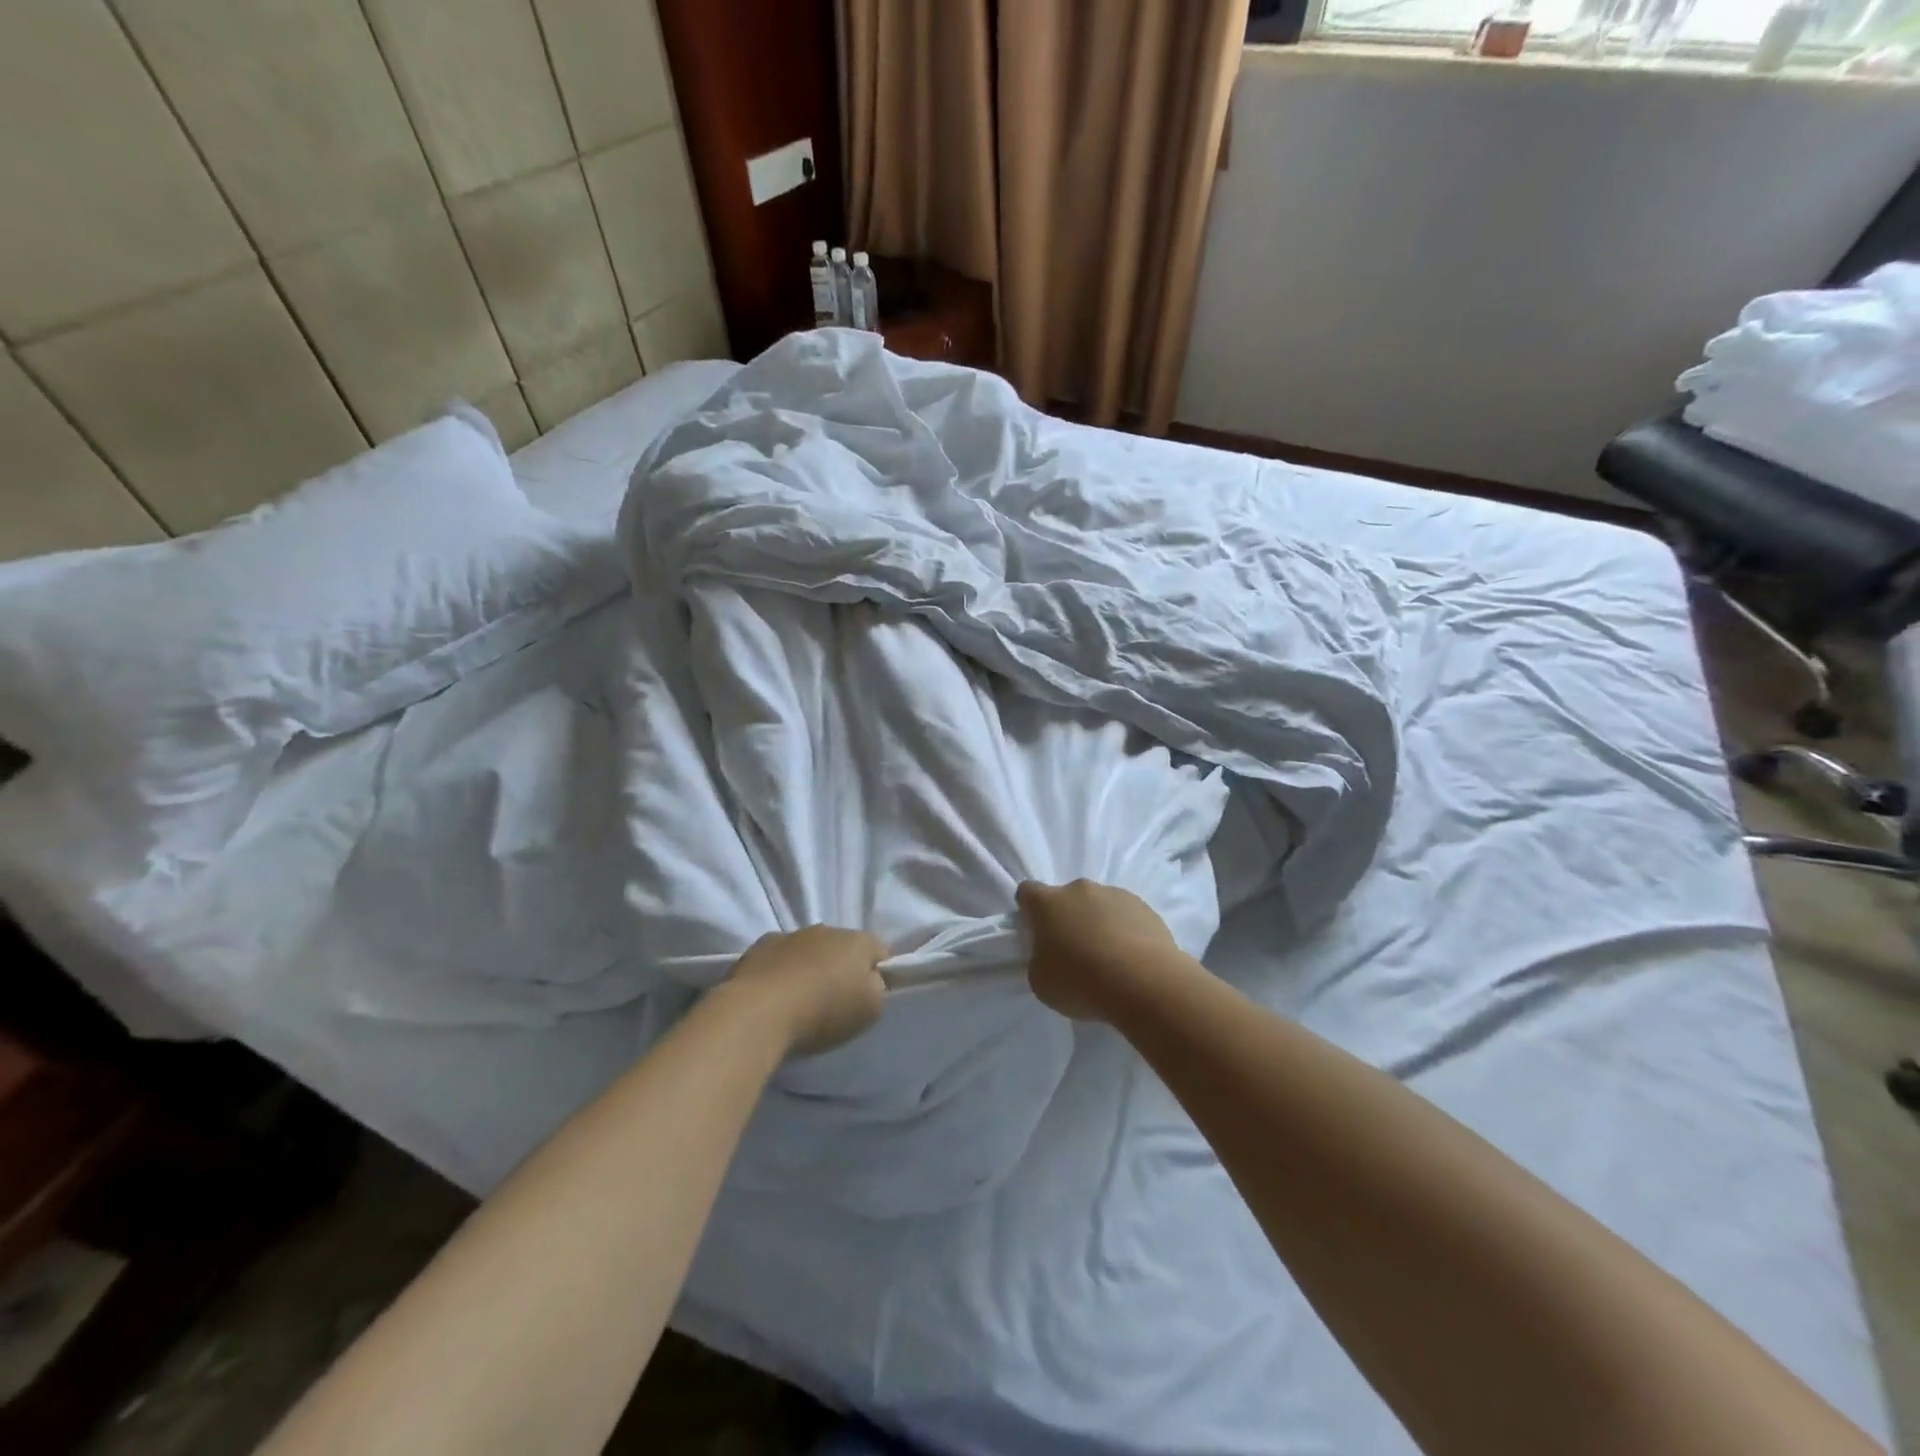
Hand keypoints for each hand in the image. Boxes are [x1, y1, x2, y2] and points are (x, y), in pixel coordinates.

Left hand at [722, 925, 886, 1055]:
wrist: (759, 1012)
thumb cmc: (823, 1011)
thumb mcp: (869, 1010)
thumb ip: (877, 990)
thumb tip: (870, 981)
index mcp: (858, 941)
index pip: (880, 951)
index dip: (880, 973)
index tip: (870, 997)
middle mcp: (826, 929)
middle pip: (843, 948)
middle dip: (841, 968)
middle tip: (835, 1001)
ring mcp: (790, 935)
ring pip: (809, 950)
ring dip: (809, 967)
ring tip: (800, 1001)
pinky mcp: (759, 947)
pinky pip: (779, 957)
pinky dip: (781, 971)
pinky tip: (775, 997)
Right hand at [1016, 879, 1185, 1022]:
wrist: (1144, 983)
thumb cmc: (1081, 982)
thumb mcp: (1042, 981)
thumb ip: (1040, 959)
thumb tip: (1052, 954)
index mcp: (1048, 902)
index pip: (1028, 892)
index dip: (1029, 909)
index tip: (1036, 931)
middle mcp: (1079, 889)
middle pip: (1067, 898)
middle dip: (1068, 918)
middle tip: (1075, 951)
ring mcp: (1115, 894)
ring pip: (1099, 905)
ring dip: (1098, 923)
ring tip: (1109, 959)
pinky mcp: (1144, 907)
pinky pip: (1126, 916)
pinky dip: (1125, 931)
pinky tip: (1131, 959)